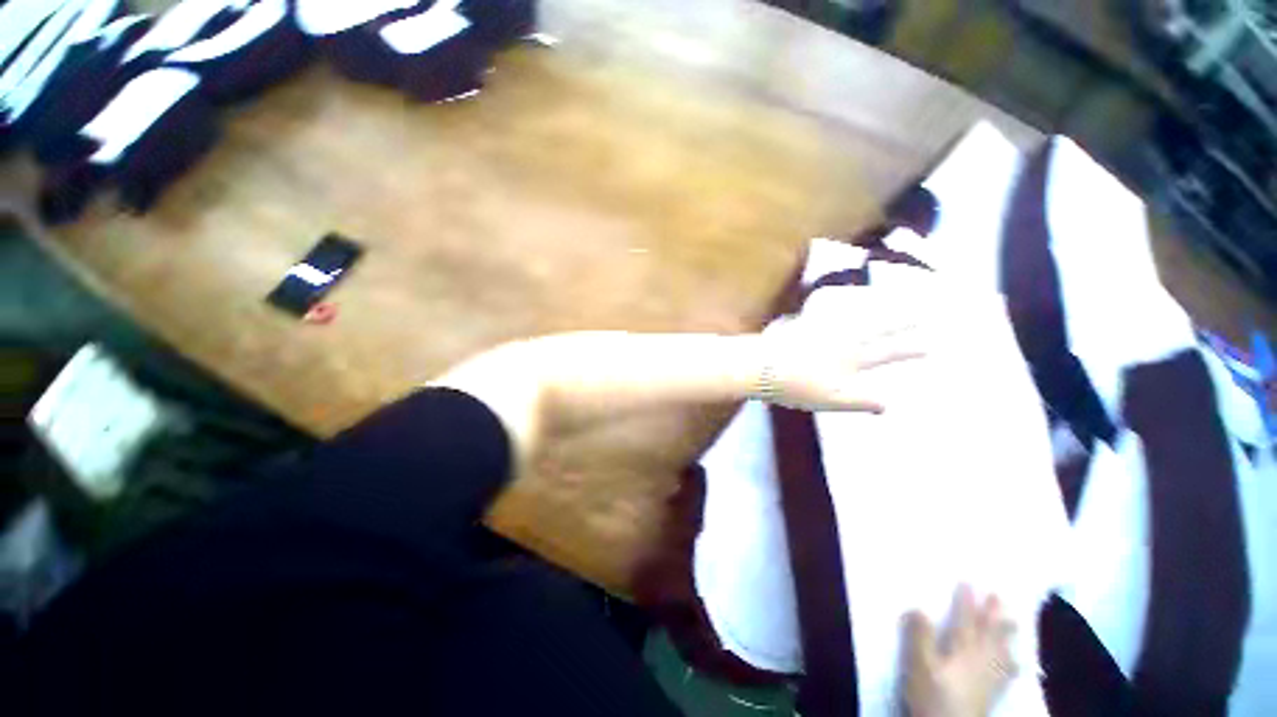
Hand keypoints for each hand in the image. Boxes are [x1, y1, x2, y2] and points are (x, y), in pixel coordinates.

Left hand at [757, 287, 929, 411]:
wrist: (762, 367)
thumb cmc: (796, 387)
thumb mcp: (832, 400)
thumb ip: (861, 401)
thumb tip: (890, 404)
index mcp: (850, 358)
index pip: (887, 352)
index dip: (909, 349)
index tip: (930, 344)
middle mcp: (840, 339)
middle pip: (876, 328)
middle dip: (900, 321)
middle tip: (920, 311)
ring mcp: (821, 330)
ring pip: (855, 316)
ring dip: (875, 308)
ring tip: (890, 301)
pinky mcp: (802, 325)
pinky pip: (827, 312)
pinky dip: (839, 306)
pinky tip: (840, 300)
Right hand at [902, 586, 1017, 716]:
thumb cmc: (931, 695)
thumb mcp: (918, 664)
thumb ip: (919, 636)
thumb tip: (919, 607)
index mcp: (962, 649)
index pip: (965, 619)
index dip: (966, 601)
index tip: (968, 581)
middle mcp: (980, 659)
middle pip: (989, 632)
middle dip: (993, 613)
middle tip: (999, 595)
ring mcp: (989, 677)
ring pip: (1001, 649)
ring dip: (1006, 633)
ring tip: (1013, 621)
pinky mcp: (991, 693)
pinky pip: (1007, 672)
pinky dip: (1012, 661)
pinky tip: (1017, 661)